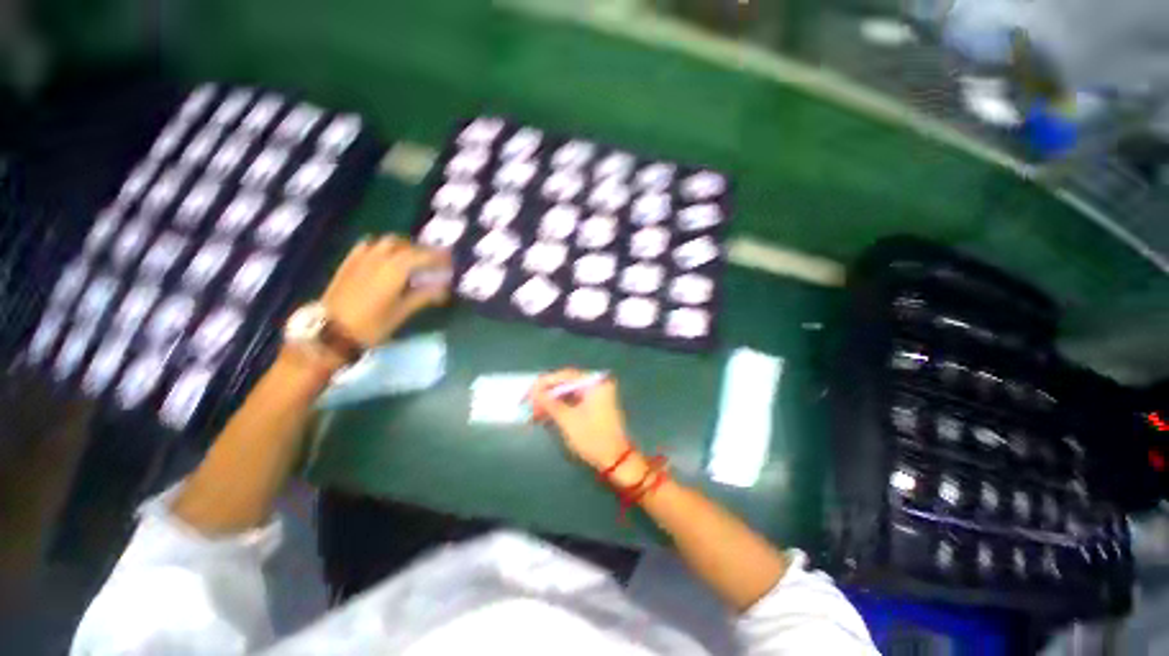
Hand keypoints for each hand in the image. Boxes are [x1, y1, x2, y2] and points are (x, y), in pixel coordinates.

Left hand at [321, 235, 450, 346]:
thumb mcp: (403, 312)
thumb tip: (444, 287)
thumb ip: (425, 295)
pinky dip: (383, 247)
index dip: (439, 257)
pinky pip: (369, 245)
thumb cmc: (372, 325)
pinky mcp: (349, 262)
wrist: (330, 331)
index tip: (451, 262)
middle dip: (423, 251)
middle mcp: (380, 257)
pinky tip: (386, 257)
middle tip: (435, 262)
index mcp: (396, 269)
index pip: (424, 256)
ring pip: (388, 242)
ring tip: (414, 259)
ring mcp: (362, 257)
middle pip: (407, 245)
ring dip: (405, 246)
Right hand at [531, 369, 635, 472]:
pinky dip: (560, 407)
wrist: (616, 460)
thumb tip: (534, 392)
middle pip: (566, 383)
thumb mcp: (567, 420)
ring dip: (551, 401)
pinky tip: (546, 414)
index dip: (544, 383)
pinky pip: (574, 400)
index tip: (528, 393)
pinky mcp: (594, 405)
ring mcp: (597, 394)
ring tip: (534, 412)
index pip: (565, 375)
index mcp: (595, 382)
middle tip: (528, 403)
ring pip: (568, 392)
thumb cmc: (592, 438)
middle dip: (546, 394)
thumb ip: (549, 403)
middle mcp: (597, 384)